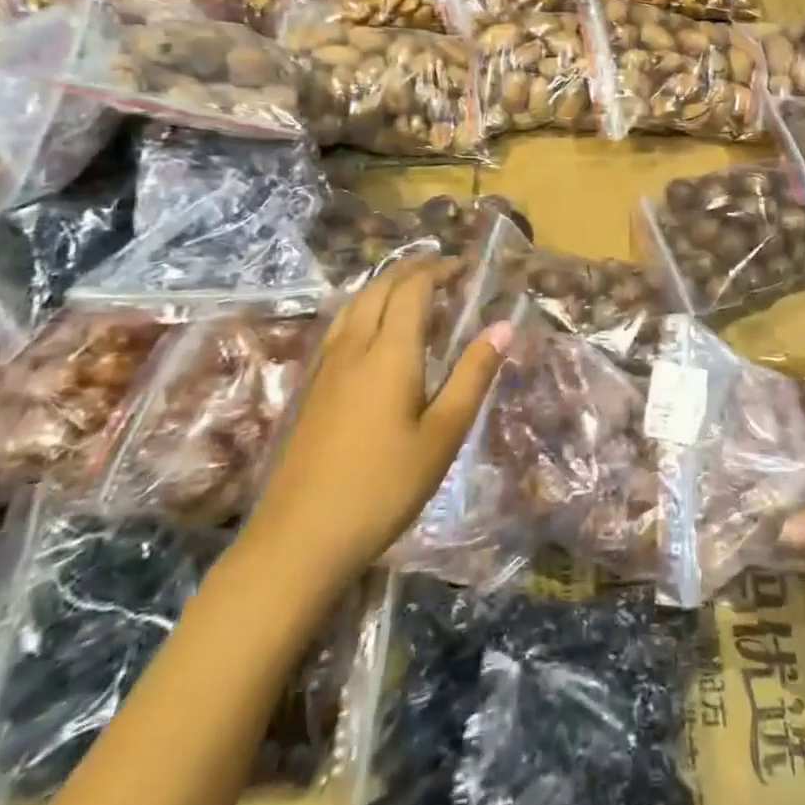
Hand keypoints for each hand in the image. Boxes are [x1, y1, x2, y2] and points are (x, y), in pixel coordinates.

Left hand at [238, 257, 510, 588]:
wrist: (300, 539)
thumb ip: (473, 375)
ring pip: (355, 304)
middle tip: (443, 269)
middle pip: (380, 287)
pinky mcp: (312, 388)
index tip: (465, 266)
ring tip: (411, 289)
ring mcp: (326, 367)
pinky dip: (365, 307)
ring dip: (385, 285)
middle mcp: (354, 346)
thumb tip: (504, 325)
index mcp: (389, 351)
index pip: (413, 288)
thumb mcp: (443, 434)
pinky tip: (372, 331)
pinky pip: (341, 325)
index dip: (439, 269)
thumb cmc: (384, 487)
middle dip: (412, 269)